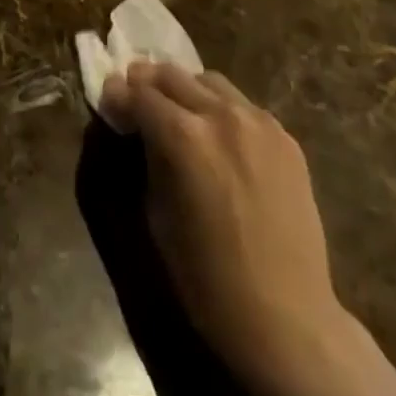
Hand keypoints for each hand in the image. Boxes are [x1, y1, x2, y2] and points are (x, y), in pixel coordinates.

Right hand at [99, 63, 345, 389]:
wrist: (287, 320)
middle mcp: (220, 114)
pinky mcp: (285, 137)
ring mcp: (258, 122)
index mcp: (183, 136)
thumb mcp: (157, 213)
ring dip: (186, 90)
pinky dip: (221, 109)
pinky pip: (243, 105)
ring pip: (209, 81)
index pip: (138, 94)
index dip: (117, 97)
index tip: (109, 103)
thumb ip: (146, 156)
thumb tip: (133, 125)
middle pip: (171, 75)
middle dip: (147, 84)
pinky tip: (219, 138)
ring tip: (179, 114)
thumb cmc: (207, 279)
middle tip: (135, 100)